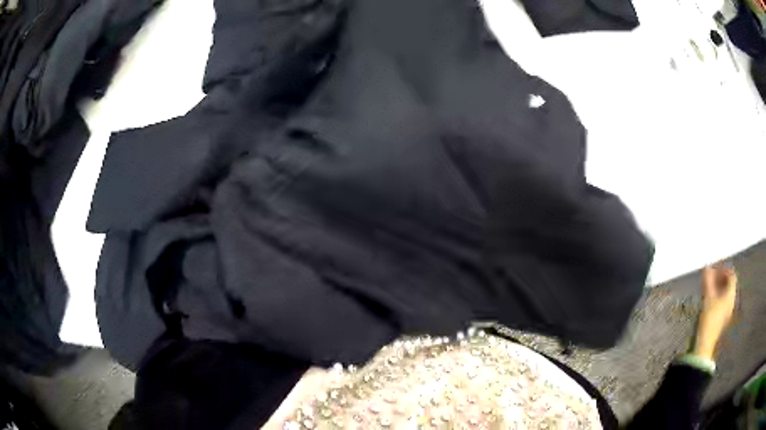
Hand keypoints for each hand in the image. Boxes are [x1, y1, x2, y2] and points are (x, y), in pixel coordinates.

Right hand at [694, 266, 737, 359]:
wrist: (703, 345)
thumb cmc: (708, 319)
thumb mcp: (707, 298)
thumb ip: (707, 281)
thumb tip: (706, 266)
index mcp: (730, 295)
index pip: (731, 275)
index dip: (724, 269)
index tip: (715, 267)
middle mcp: (731, 302)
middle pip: (728, 285)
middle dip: (720, 278)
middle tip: (710, 276)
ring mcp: (726, 312)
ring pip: (724, 294)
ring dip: (717, 288)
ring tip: (707, 287)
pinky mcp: (720, 320)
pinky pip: (721, 303)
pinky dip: (716, 297)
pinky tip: (708, 300)